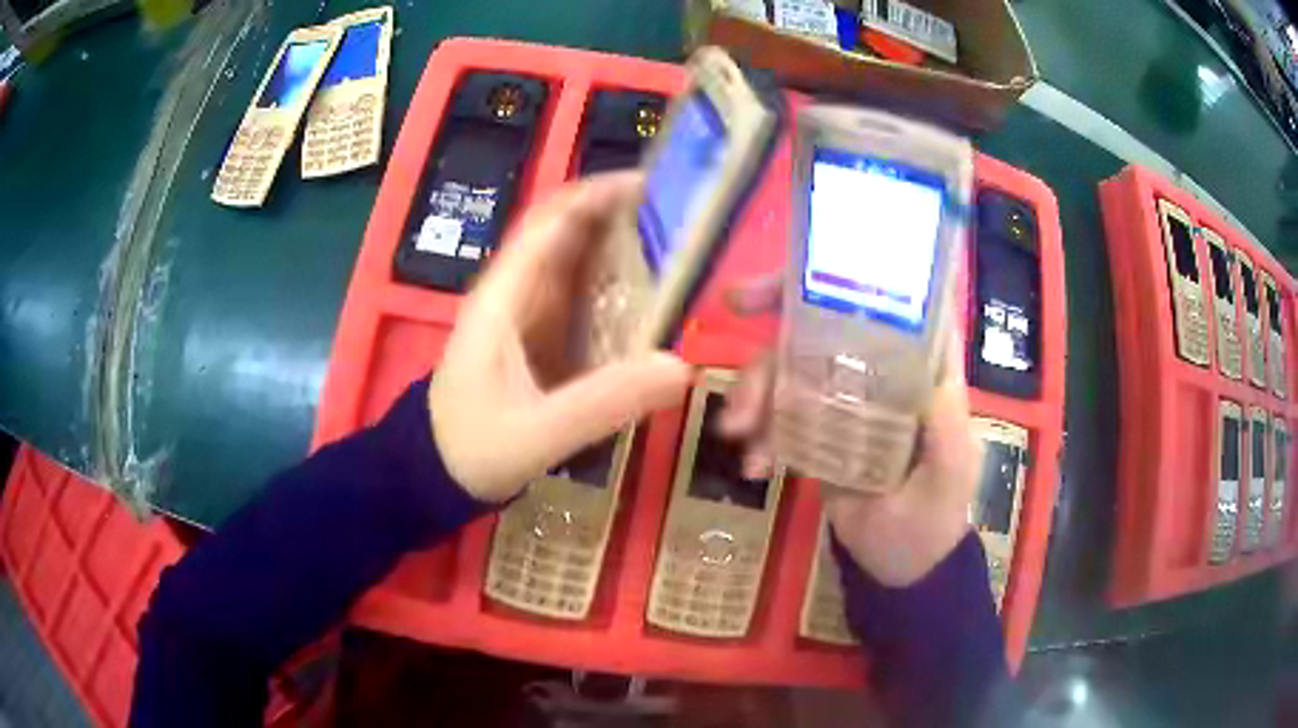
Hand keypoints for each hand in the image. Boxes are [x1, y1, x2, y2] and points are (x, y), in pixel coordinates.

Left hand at [429, 173, 692, 501]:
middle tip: (683, 217)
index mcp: (503, 297)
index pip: (548, 223)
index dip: (595, 195)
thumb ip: (603, 403)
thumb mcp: (537, 434)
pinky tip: (653, 294)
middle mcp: (514, 292)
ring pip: (575, 261)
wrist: (436, 471)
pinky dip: (615, 285)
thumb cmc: (474, 448)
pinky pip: (580, 295)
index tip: (652, 187)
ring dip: (620, 245)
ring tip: (680, 245)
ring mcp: (525, 312)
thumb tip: (680, 367)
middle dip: (618, 215)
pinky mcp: (538, 335)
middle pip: (566, 233)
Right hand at [721, 277, 982, 586]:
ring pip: (792, 367)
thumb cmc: (936, 515)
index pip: (891, 304)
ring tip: (737, 430)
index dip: (849, 275)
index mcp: (920, 369)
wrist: (902, 566)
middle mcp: (879, 373)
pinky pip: (779, 414)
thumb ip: (945, 424)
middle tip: (733, 308)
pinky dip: (759, 432)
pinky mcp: (817, 432)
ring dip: (756, 388)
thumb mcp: (951, 471)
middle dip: (777, 316)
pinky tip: (755, 465)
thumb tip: (926, 365)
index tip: (804, 270)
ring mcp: (843, 401)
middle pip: (825, 323)